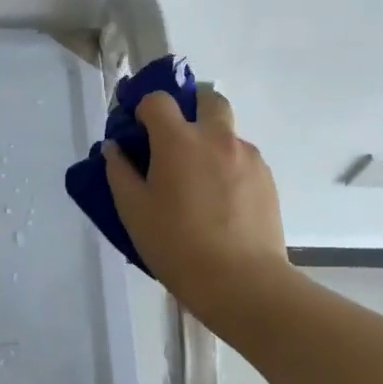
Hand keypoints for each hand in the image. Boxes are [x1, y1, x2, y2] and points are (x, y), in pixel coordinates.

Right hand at [104, 87, 289, 319]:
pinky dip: (229, 167)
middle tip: (177, 141)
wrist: (243, 283)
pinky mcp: (267, 179)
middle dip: (191, 108)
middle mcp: (216, 137)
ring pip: (228, 132)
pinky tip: (222, 203)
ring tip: (200, 183)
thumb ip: (119, 172)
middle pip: (208, 99)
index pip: (158, 100)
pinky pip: (243, 159)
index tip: (139, 132)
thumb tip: (115, 149)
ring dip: (211, 142)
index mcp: (178, 140)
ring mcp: (247, 157)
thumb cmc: (177, 245)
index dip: (145, 110)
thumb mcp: (133, 211)